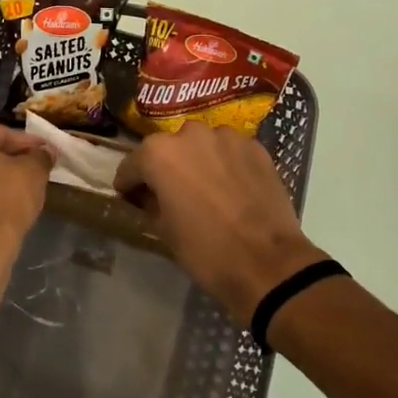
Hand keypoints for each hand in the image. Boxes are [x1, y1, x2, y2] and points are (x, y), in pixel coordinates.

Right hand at [114, 122, 327, 320]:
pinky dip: (225, 165)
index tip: (131, 197)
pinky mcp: (256, 148)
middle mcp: (191, 134)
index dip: (129, 184)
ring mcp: (227, 137)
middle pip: (168, 149)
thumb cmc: (205, 250)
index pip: (132, 164)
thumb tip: (149, 196)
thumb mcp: (164, 230)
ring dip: (198, 162)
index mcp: (159, 154)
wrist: (267, 263)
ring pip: (202, 146)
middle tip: (170, 194)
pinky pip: (230, 152)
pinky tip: (231, 189)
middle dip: (165, 168)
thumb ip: (150, 203)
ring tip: (205, 189)